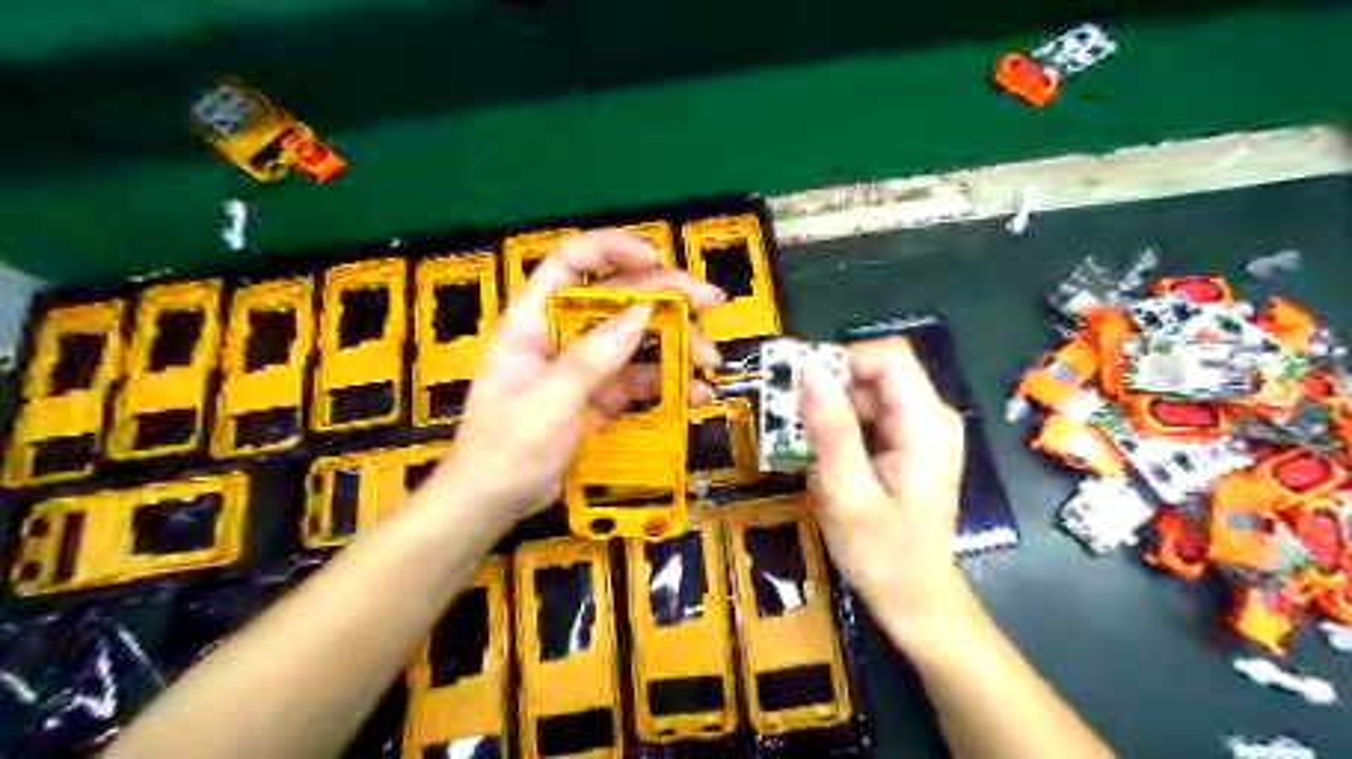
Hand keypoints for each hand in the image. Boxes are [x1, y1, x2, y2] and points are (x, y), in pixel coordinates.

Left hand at [424, 233, 724, 523]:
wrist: (493, 503)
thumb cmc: (505, 451)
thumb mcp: (547, 404)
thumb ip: (591, 359)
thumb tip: (641, 315)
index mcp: (533, 320)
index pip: (570, 262)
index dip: (612, 249)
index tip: (655, 259)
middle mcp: (561, 333)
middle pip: (617, 297)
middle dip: (666, 296)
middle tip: (711, 302)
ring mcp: (584, 364)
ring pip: (636, 338)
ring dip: (676, 343)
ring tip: (710, 361)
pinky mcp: (600, 394)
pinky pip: (639, 378)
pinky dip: (669, 383)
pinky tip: (696, 394)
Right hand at [795, 337, 965, 652]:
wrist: (914, 601)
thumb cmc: (883, 556)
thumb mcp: (847, 494)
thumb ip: (830, 429)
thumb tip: (807, 369)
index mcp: (926, 424)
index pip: (887, 356)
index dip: (841, 363)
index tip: (801, 393)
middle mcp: (931, 416)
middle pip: (875, 373)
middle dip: (828, 392)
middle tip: (792, 428)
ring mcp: (921, 430)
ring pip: (866, 392)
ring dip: (828, 412)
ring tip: (804, 450)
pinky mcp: (908, 444)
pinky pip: (867, 415)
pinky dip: (838, 428)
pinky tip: (823, 460)